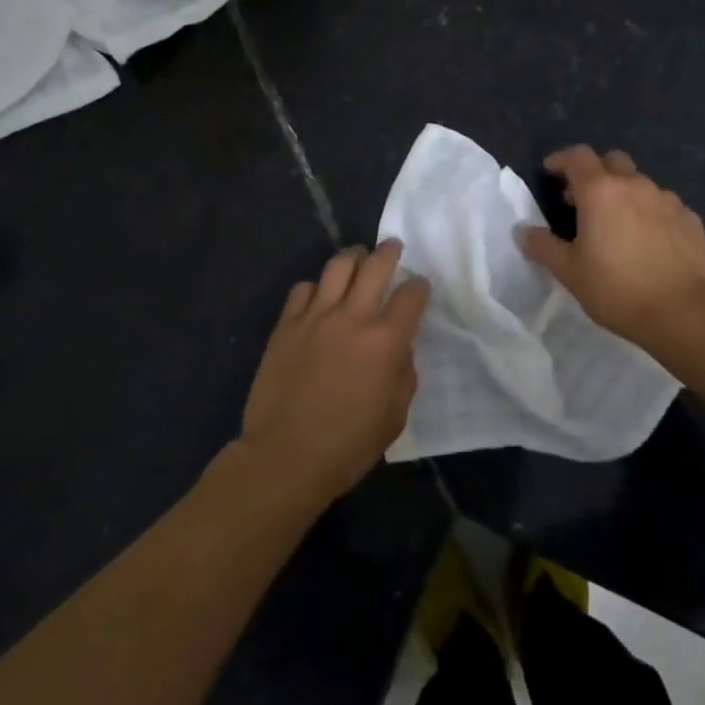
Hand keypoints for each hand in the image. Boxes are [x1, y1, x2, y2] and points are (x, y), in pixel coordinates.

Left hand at [238, 240, 429, 508]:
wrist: (284, 457)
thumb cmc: (348, 445)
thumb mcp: (395, 416)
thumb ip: (404, 374)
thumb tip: (399, 349)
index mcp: (386, 341)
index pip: (411, 295)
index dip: (419, 287)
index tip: (419, 288)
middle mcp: (353, 318)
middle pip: (375, 265)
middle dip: (389, 252)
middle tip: (392, 247)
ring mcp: (315, 316)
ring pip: (338, 266)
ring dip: (353, 256)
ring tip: (358, 256)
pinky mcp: (286, 324)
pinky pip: (303, 288)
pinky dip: (316, 286)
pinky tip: (319, 295)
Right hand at [519, 146, 704, 345]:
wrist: (679, 312)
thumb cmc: (615, 288)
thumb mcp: (569, 271)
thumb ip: (543, 246)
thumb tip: (523, 231)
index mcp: (600, 191)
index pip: (578, 156)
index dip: (561, 159)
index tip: (551, 171)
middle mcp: (635, 185)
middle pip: (612, 161)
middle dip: (595, 172)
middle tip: (583, 198)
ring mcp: (667, 199)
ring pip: (640, 183)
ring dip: (624, 193)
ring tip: (618, 223)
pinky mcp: (690, 218)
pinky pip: (664, 205)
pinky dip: (651, 213)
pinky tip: (649, 239)